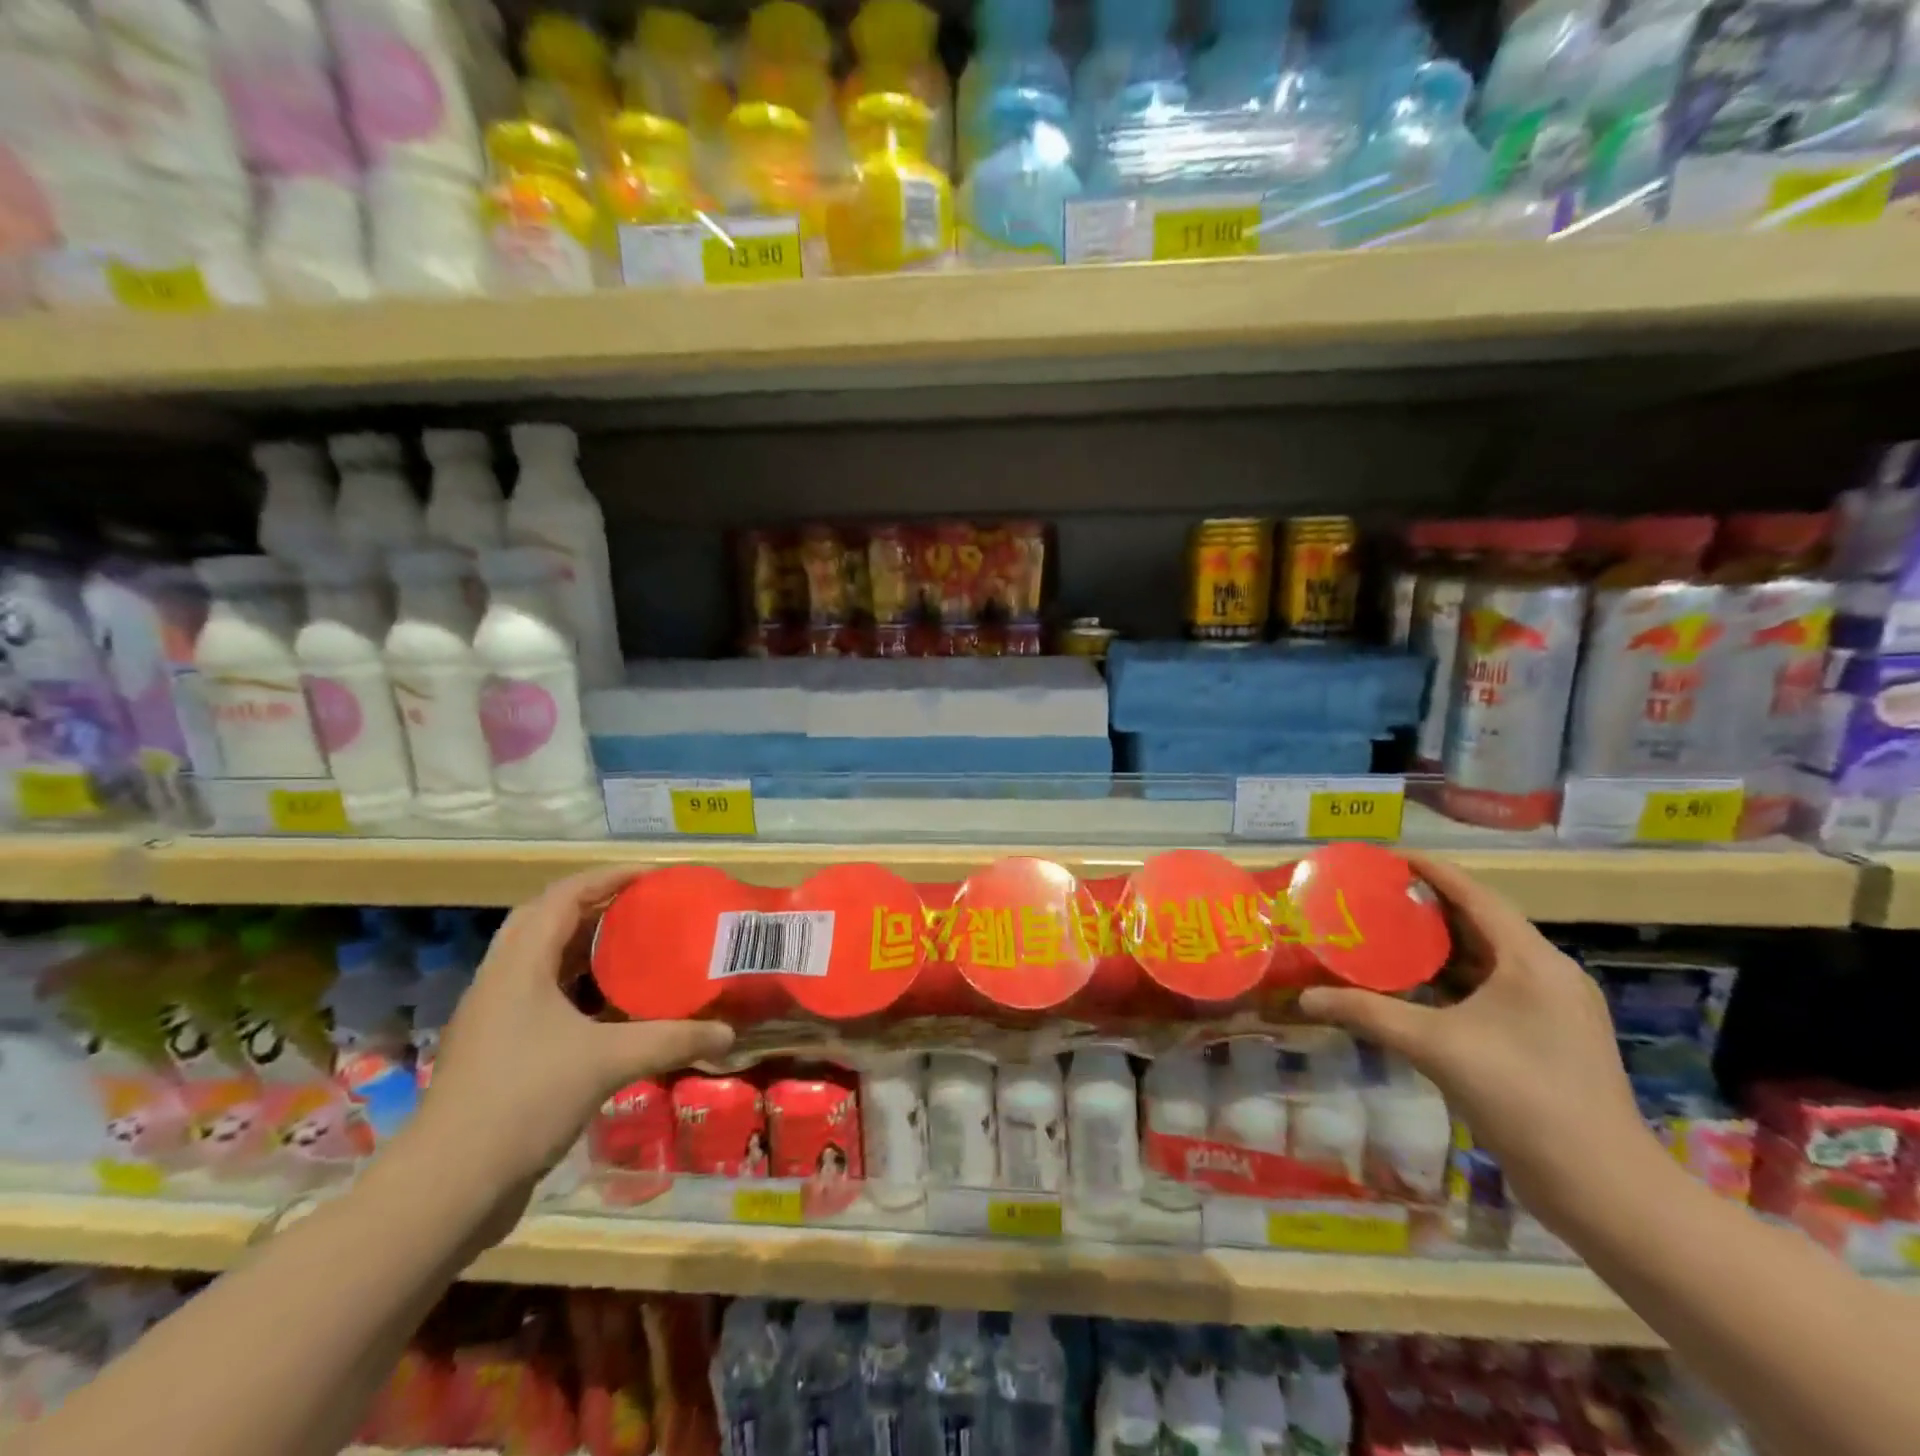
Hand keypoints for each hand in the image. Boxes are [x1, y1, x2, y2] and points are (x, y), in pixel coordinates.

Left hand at [407, 868, 733, 1201]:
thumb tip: (728, 1033)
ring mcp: (492, 1016)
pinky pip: (539, 994)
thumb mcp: (608, 1061)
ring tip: (632, 946)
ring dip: (583, 944)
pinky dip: (575, 984)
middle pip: (545, 919)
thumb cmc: (525, 1101)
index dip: (608, 878)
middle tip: (642, 907)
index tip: (653, 877)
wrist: (447, 1187)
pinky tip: (608, 1006)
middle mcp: (500, 980)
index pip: (563, 897)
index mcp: (519, 965)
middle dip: (595, 905)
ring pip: (540, 958)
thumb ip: (672, 1040)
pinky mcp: (495, 1049)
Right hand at [1299, 854, 1650, 1219]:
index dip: (1430, 870)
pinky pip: (1495, 988)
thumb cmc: (1522, 1097)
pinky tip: (1418, 987)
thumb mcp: (1434, 1046)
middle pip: (1482, 922)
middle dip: (1428, 906)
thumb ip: (1367, 1013)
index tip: (1385, 857)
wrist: (1603, 1188)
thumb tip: (1305, 999)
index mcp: (1532, 961)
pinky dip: (1455, 978)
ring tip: (1386, 933)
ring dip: (1440, 945)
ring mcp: (1555, 1008)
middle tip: (1374, 896)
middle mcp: (1549, 974)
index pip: (1475, 894)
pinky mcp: (1552, 1037)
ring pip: (1488, 958)